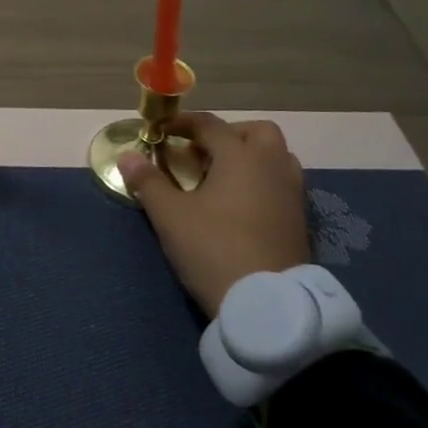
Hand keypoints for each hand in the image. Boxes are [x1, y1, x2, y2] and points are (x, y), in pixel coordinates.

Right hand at [117, 114, 311, 317]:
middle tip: (202, 153)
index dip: (183, 124)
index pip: (210, 125)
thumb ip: (148, 182)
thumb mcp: (170, 216)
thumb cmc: (214, 248)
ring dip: (251, 158)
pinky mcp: (300, 221)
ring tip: (222, 179)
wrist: (267, 304)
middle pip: (257, 132)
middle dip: (229, 134)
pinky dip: (262, 183)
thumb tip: (127, 156)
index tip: (162, 132)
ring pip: (277, 158)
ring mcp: (292, 194)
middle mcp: (272, 166)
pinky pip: (282, 185)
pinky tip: (241, 206)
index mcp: (240, 156)